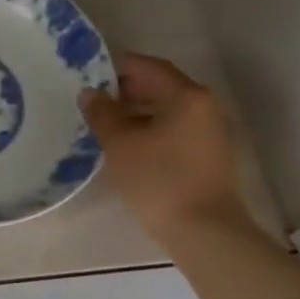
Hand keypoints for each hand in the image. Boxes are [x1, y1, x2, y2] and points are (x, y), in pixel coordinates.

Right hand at [80, 53, 251, 241]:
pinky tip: (128, 145)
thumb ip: (102, 113)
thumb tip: (90, 93)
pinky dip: (150, 128)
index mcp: (187, 96)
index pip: (149, 67)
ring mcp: (210, 132)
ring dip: (137, 111)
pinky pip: (175, 129)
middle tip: (93, 99)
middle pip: (161, 86)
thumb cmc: (159, 181)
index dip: (117, 65)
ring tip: (105, 123)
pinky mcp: (208, 155)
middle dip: (126, 89)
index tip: (89, 72)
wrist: (205, 233)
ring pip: (168, 109)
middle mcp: (205, 107)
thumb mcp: (120, 144)